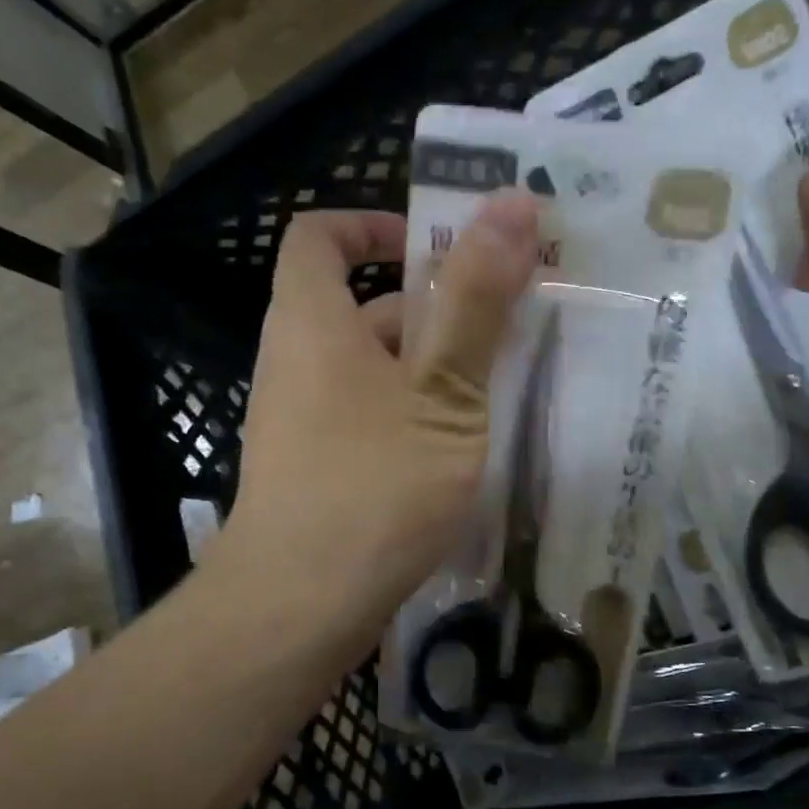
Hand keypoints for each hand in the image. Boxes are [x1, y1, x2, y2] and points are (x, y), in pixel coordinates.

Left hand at [221, 195, 539, 654]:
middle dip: (430, 306)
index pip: (319, 235)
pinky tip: (463, 447)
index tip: (436, 246)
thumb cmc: (373, 483)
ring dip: (430, 367)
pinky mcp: (313, 470)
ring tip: (501, 384)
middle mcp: (295, 361)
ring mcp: (300, 421)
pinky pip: (366, 417)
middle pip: (358, 307)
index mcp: (311, 320)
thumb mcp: (441, 389)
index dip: (372, 225)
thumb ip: (475, 299)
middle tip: (505, 321)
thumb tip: (513, 202)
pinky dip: (411, 414)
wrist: (299, 606)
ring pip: (370, 370)